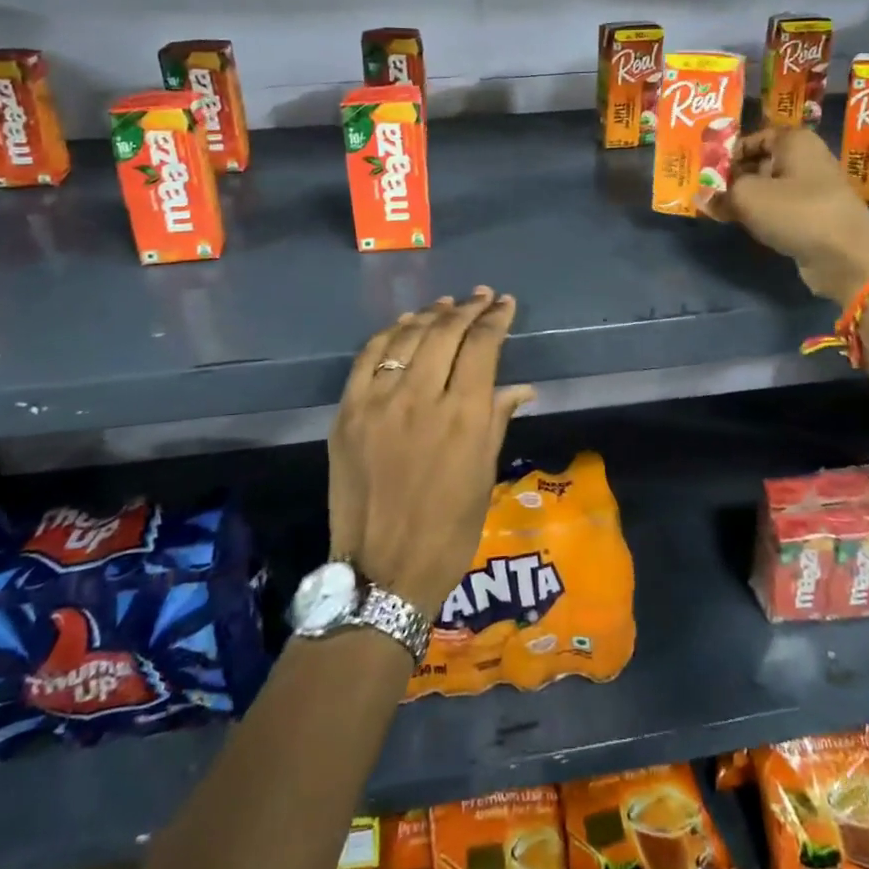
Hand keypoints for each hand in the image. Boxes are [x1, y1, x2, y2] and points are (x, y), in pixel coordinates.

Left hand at [327, 287, 534, 614]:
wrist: (382, 572)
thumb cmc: (449, 531)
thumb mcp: (484, 476)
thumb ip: (497, 420)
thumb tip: (520, 387)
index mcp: (463, 417)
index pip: (482, 347)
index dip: (495, 319)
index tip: (504, 304)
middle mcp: (421, 399)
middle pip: (445, 332)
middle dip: (467, 308)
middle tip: (481, 296)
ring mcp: (378, 403)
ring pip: (407, 337)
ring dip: (430, 315)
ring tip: (446, 304)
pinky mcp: (348, 412)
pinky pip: (368, 358)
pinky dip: (389, 334)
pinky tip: (403, 325)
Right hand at [711, 128, 868, 303]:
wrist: (846, 256)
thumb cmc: (796, 212)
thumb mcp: (747, 197)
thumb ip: (720, 193)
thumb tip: (702, 196)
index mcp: (794, 140)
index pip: (752, 137)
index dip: (726, 153)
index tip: (704, 172)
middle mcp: (806, 158)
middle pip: (759, 162)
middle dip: (733, 177)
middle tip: (706, 192)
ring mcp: (814, 188)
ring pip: (769, 186)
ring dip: (746, 198)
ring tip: (720, 210)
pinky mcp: (815, 215)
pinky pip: (781, 208)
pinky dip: (763, 214)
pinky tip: (746, 225)